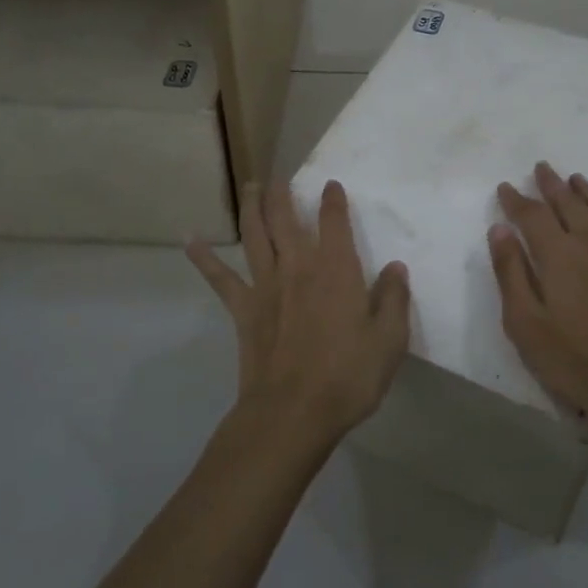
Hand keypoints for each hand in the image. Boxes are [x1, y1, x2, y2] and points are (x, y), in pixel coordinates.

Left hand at [187, 181, 411, 443]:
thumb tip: (396, 267)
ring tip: (249, 186)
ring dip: (251, 207)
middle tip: (279, 175)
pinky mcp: (244, 310)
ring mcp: (266, 286)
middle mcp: (298, 267)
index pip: (334, 223)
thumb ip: (394, 299)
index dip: (333, 201)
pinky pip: (221, 278)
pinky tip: (191, 240)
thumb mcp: (389, 340)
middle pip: (286, 219)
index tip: (331, 185)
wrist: (293, 413)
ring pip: (255, 236)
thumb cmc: (348, 377)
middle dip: (283, 193)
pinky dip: (204, 258)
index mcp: (336, 271)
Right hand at [488, 162, 587, 433]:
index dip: (516, 199)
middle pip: (569, 204)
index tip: (505, 187)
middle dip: (552, 185)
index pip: (532, 215)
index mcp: (559, 253)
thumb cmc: (575, 359)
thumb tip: (500, 229)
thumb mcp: (525, 323)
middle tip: (542, 168)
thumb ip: (510, 271)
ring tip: (578, 179)